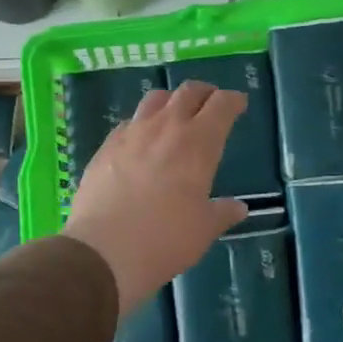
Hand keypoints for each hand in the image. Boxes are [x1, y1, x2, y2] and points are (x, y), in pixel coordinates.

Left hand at [62, 81, 248, 316]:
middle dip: (205, 93)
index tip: (238, 104)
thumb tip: (238, 207)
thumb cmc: (165, 239)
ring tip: (175, 115)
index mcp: (198, 143)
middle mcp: (166, 127)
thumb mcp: (203, 230)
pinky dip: (142, 123)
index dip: (233, 100)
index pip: (221, 105)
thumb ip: (222, 213)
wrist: (104, 250)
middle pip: (188, 92)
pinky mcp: (106, 145)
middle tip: (211, 104)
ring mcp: (132, 133)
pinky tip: (141, 141)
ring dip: (171, 101)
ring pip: (155, 99)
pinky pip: (129, 122)